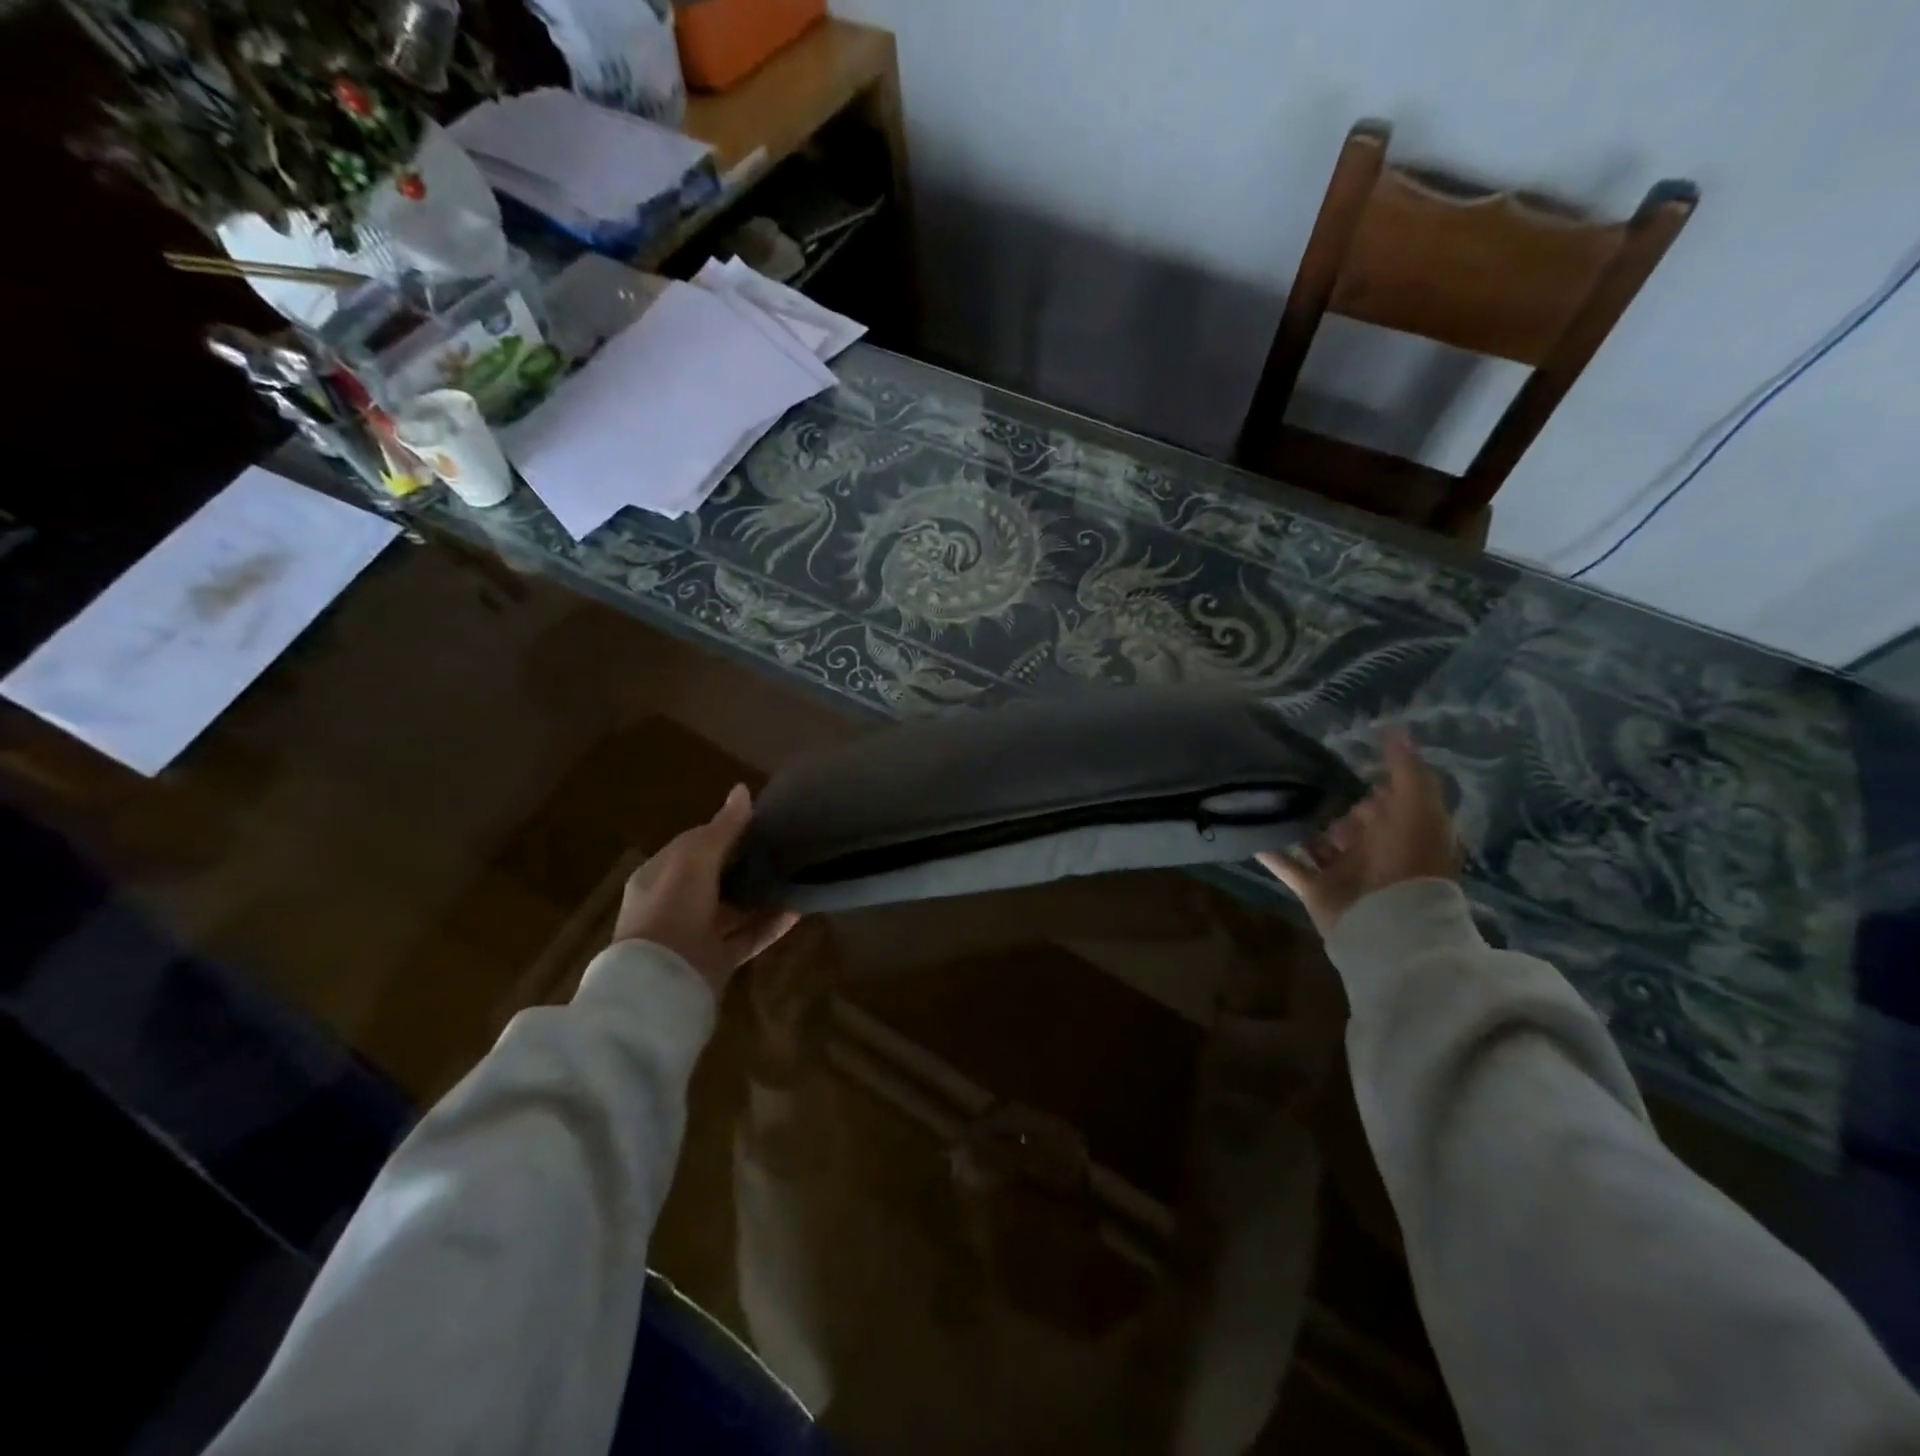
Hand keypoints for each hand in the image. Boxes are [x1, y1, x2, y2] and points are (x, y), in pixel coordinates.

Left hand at [611, 784, 799, 994]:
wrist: (661, 985)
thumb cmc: (671, 911)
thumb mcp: (694, 861)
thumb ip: (722, 829)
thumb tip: (743, 790)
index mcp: (659, 876)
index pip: (692, 844)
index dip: (722, 830)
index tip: (758, 821)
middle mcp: (675, 903)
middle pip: (714, 876)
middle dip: (744, 861)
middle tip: (782, 845)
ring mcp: (696, 935)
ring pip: (733, 907)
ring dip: (760, 893)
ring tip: (793, 874)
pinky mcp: (717, 961)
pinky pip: (748, 937)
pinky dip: (771, 925)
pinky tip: (797, 910)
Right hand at [1258, 726, 1460, 935]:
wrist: (1389, 928)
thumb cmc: (1407, 865)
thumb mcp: (1418, 811)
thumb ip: (1406, 771)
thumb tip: (1394, 727)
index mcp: (1404, 832)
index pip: (1386, 799)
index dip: (1369, 779)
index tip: (1341, 754)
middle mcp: (1375, 850)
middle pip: (1349, 819)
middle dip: (1329, 800)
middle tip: (1297, 774)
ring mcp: (1344, 871)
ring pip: (1317, 841)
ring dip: (1298, 824)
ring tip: (1267, 796)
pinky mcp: (1317, 890)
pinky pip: (1289, 866)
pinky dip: (1271, 852)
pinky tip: (1249, 833)